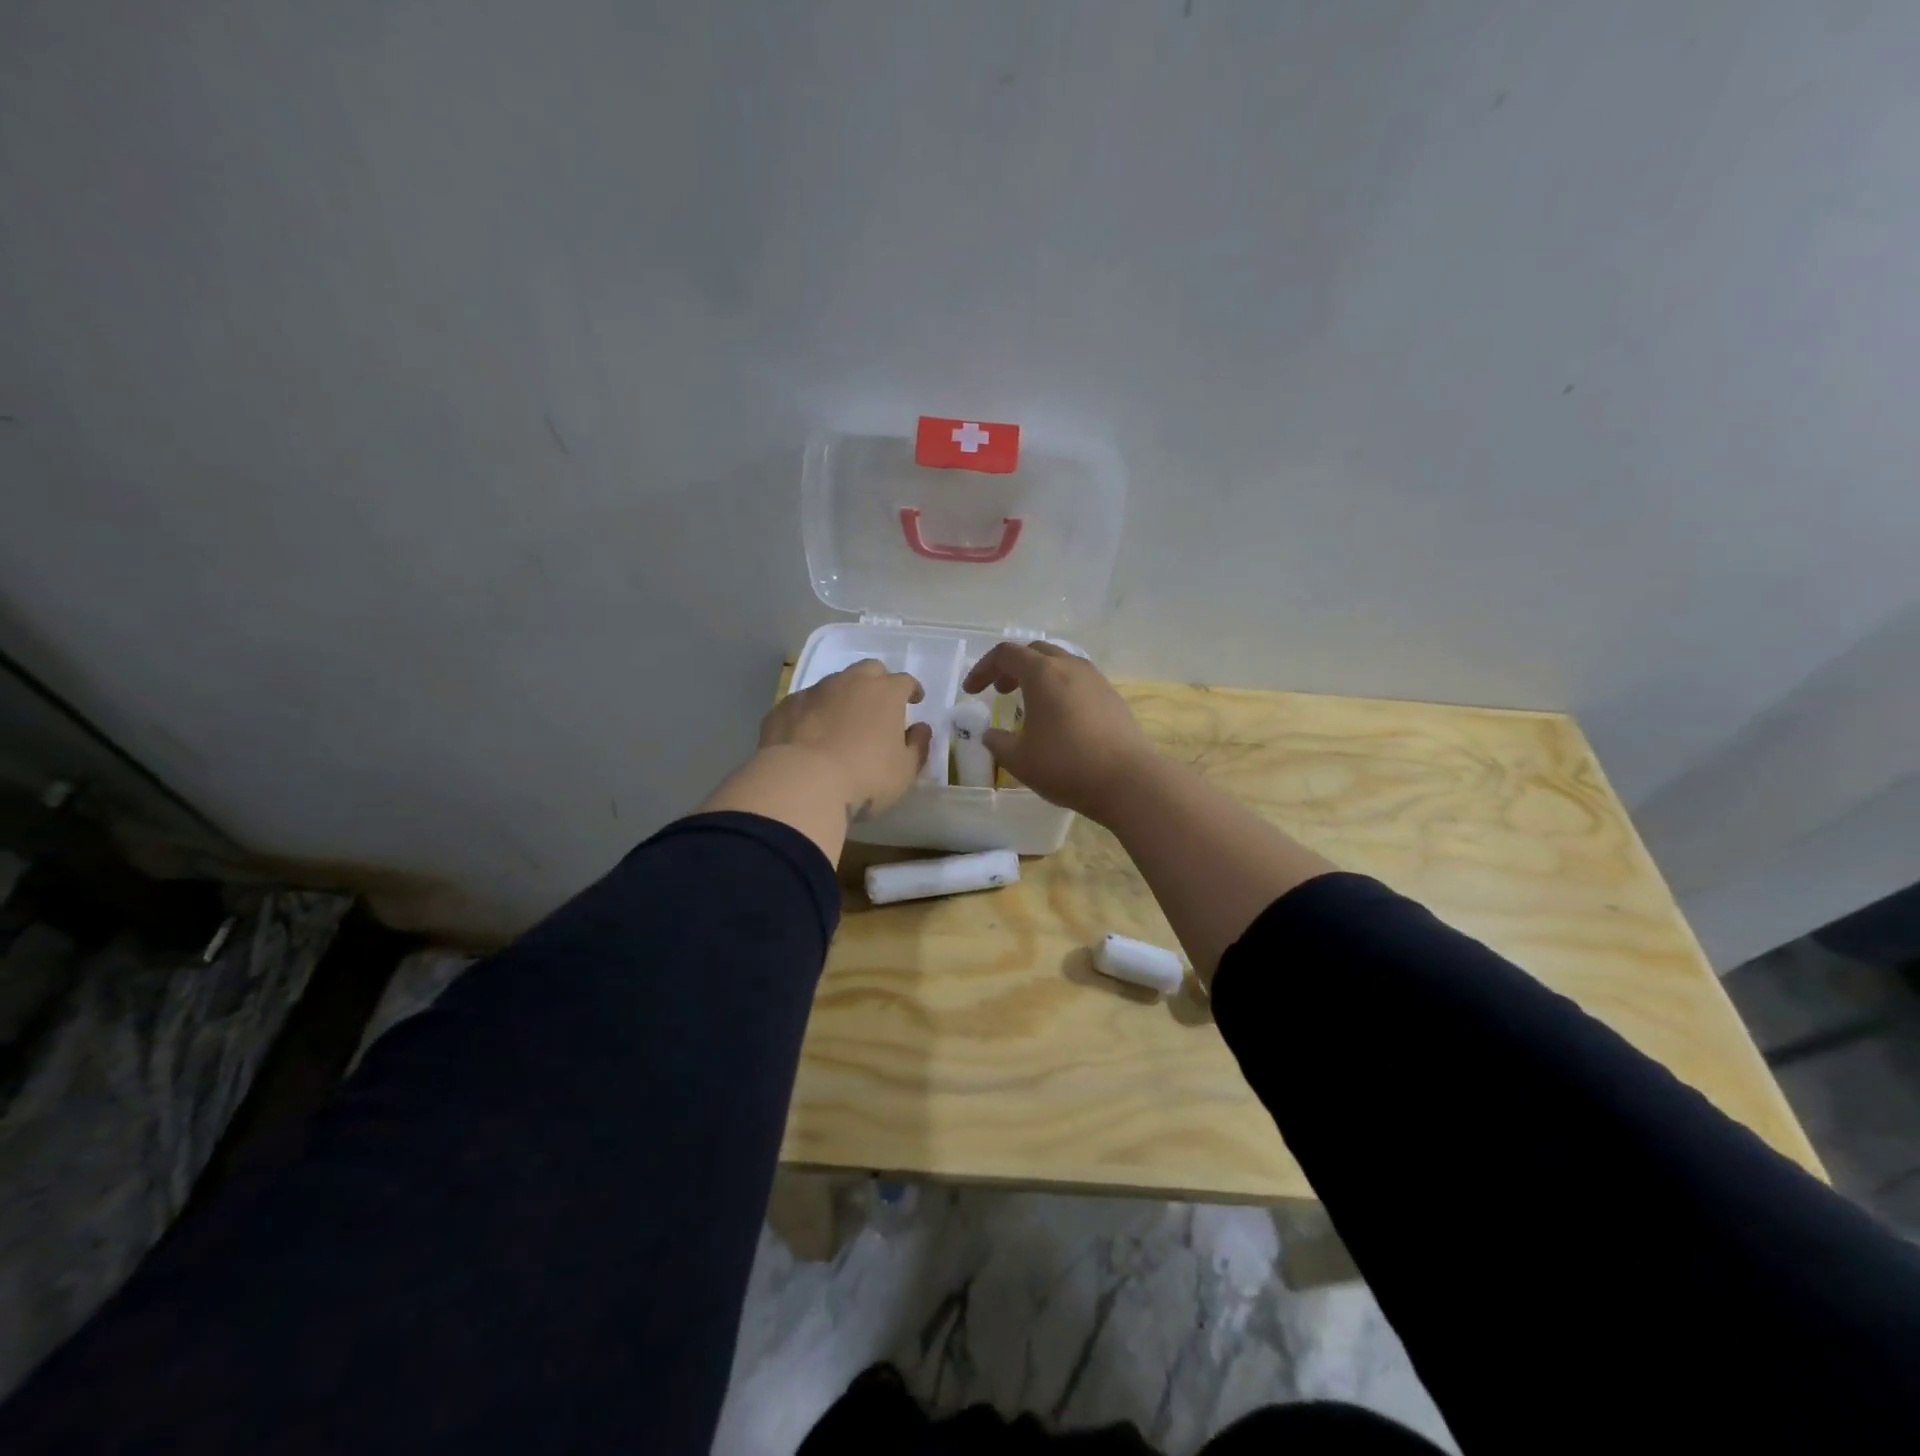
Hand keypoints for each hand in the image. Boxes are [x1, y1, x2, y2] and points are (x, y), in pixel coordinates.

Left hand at [757, 659, 930, 819]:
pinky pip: (805, 704)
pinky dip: (813, 714)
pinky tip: (810, 736)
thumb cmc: (865, 777)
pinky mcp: (785, 707)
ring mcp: (814, 692)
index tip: (914, 700)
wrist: (801, 783)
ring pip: (834, 684)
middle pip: (868, 670)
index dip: (912, 690)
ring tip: (842, 723)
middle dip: (877, 683)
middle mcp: (850, 682)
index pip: (905, 681)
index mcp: (885, 693)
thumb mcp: (905, 771)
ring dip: (843, 697)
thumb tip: (920, 728)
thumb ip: (918, 746)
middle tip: (879, 705)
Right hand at [962, 642, 1154, 820]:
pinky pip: (1079, 681)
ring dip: (1039, 676)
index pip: (1006, 654)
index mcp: (1042, 673)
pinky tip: (1059, 718)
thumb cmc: (1066, 765)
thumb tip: (990, 734)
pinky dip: (1060, 688)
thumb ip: (997, 742)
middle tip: (1000, 692)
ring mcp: (1096, 680)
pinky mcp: (1112, 698)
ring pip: (1061, 663)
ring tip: (1029, 704)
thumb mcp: (1018, 759)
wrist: (1128, 781)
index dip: (983, 669)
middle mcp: (1070, 667)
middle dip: (1012, 667)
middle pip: (1035, 651)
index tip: (971, 691)